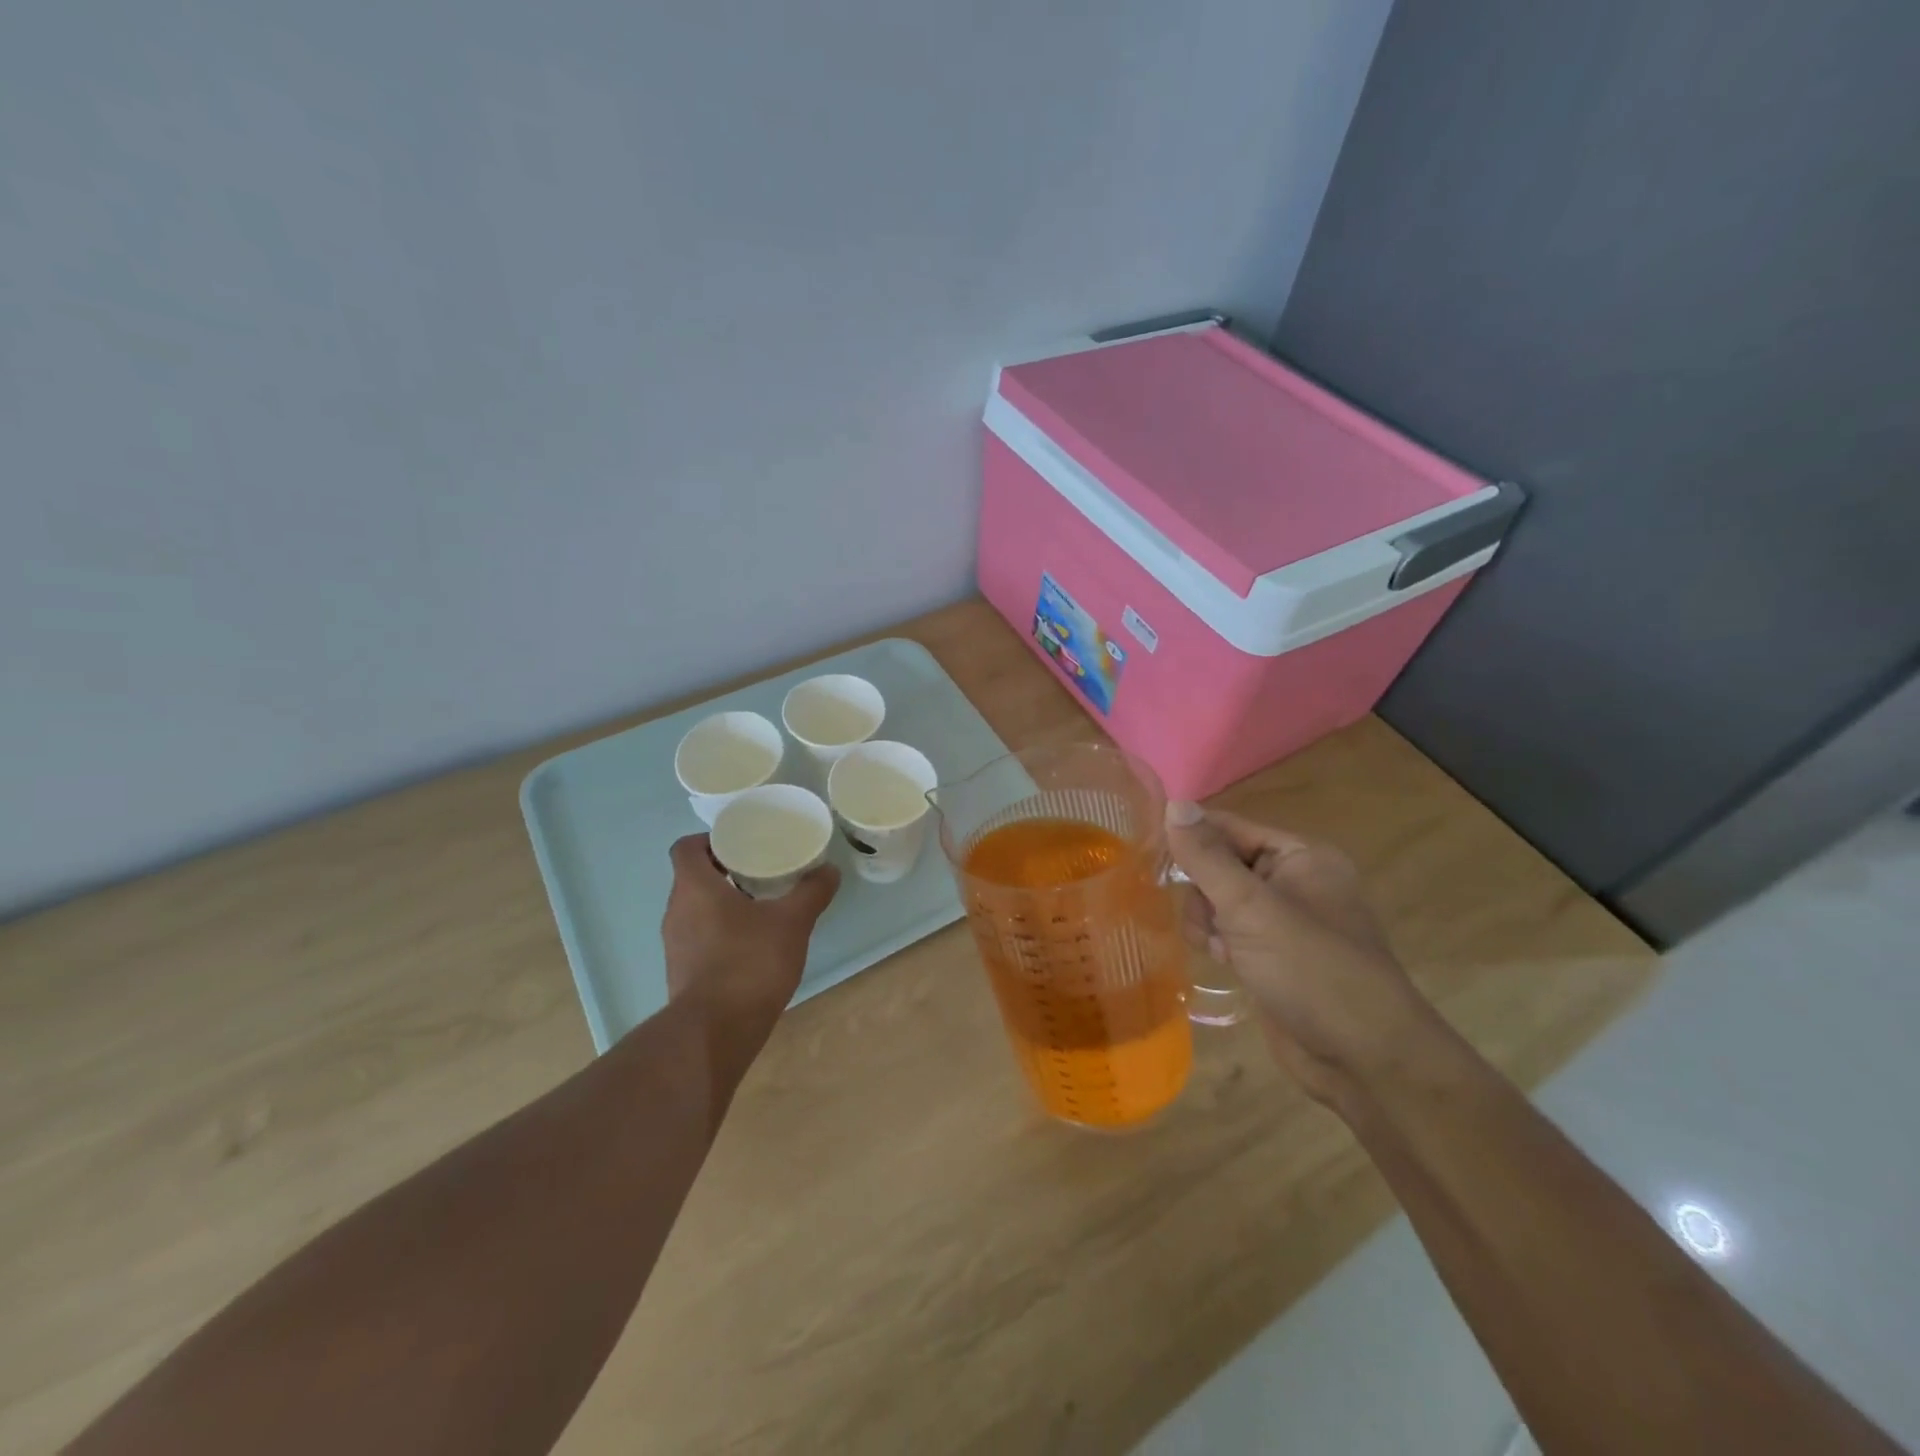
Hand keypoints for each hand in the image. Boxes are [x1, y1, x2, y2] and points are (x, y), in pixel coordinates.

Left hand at [661, 835, 839, 1023]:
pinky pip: (700, 937)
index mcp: (694, 887)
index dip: (710, 840)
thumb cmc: (749, 962)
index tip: (741, 844)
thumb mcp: (792, 922)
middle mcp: (676, 910)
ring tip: (761, 904)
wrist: (716, 1032)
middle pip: (693, 877)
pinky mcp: (682, 972)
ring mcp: (675, 944)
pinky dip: (721, 932)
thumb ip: (811, 892)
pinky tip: (753, 943)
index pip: (686, 847)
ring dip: (723, 902)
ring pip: (697, 909)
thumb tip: (829, 870)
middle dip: (725, 870)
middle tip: (761, 869)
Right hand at [1164, 802, 1431, 1101]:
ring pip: (1219, 900)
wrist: (1362, 1060)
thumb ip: (1206, 856)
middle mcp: (1295, 881)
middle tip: (1206, 919)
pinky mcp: (1274, 955)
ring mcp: (1285, 921)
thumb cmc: (1309, 969)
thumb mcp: (1250, 907)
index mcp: (1301, 856)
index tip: (1148, 852)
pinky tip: (1222, 961)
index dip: (1190, 837)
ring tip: (1217, 947)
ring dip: (1206, 920)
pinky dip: (1218, 941)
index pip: (1230, 827)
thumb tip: (1174, 803)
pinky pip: (1230, 931)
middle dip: (1202, 890)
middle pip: (1221, 864)